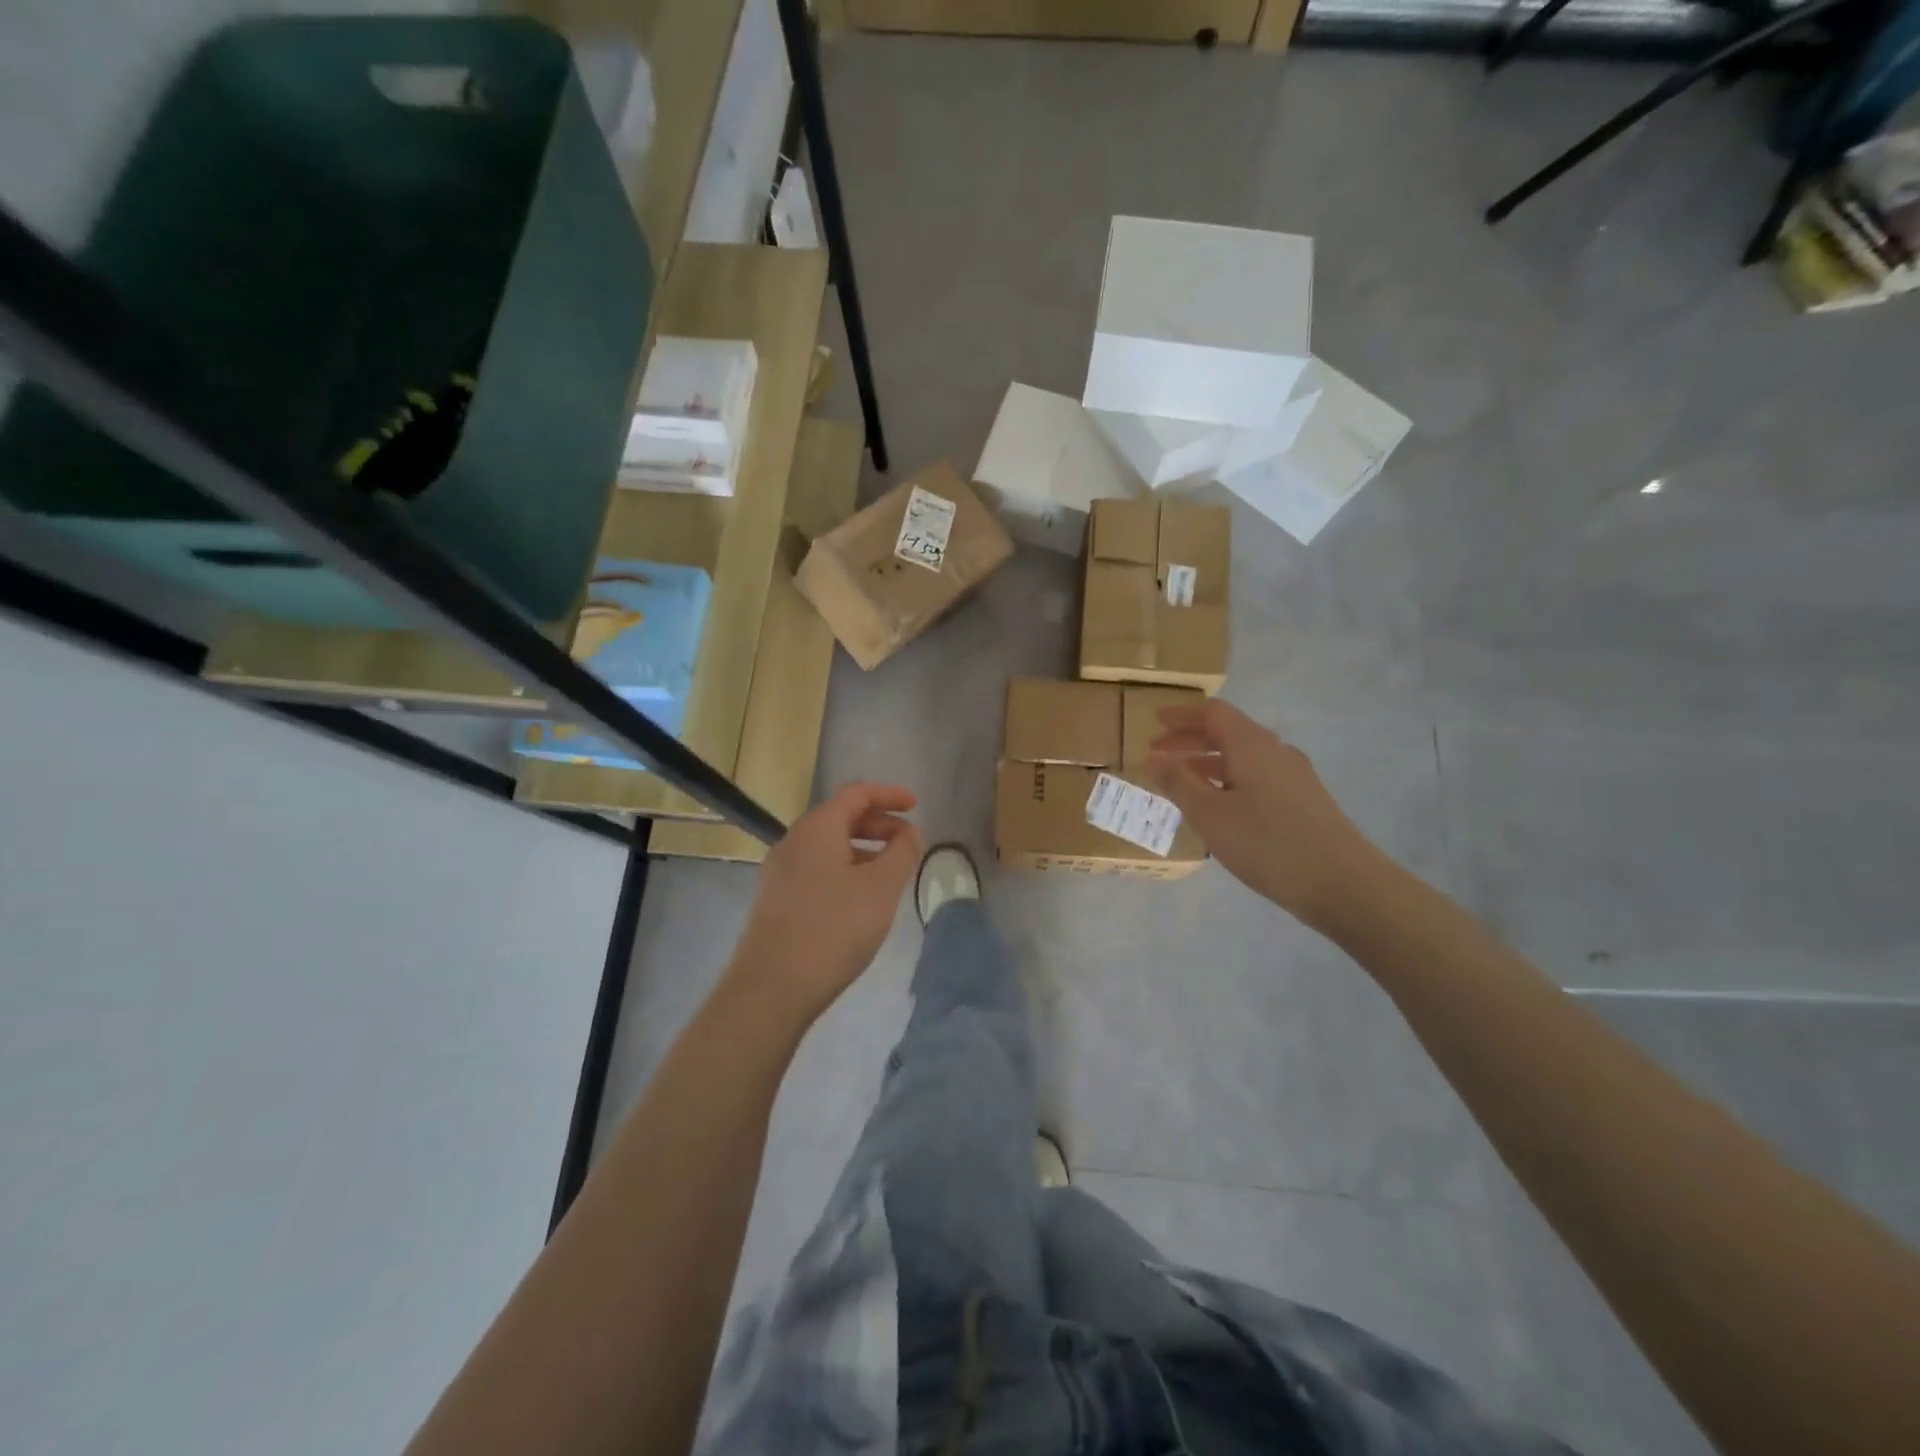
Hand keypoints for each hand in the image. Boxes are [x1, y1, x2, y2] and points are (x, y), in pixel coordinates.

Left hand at [725, 783, 922, 1026]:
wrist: (771, 988)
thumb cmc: (834, 928)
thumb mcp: (881, 888)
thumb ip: (902, 853)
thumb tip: (910, 834)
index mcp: (817, 828)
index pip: (856, 794)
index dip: (889, 795)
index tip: (916, 805)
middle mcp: (793, 842)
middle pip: (840, 817)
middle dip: (878, 824)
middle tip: (909, 843)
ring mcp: (780, 873)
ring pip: (828, 847)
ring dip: (863, 850)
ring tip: (891, 873)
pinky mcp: (776, 901)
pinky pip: (817, 870)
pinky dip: (845, 870)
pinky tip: (861, 900)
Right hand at [1148, 700, 1384, 930]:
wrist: (1342, 883)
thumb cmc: (1267, 843)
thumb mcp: (1210, 814)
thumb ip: (1179, 783)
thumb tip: (1155, 758)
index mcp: (1251, 745)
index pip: (1213, 713)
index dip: (1182, 715)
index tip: (1155, 721)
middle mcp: (1276, 751)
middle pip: (1228, 732)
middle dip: (1190, 741)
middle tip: (1158, 755)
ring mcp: (1295, 776)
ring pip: (1243, 758)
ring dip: (1209, 763)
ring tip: (1182, 784)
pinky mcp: (1305, 801)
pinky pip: (1257, 777)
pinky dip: (1229, 781)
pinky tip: (1220, 808)